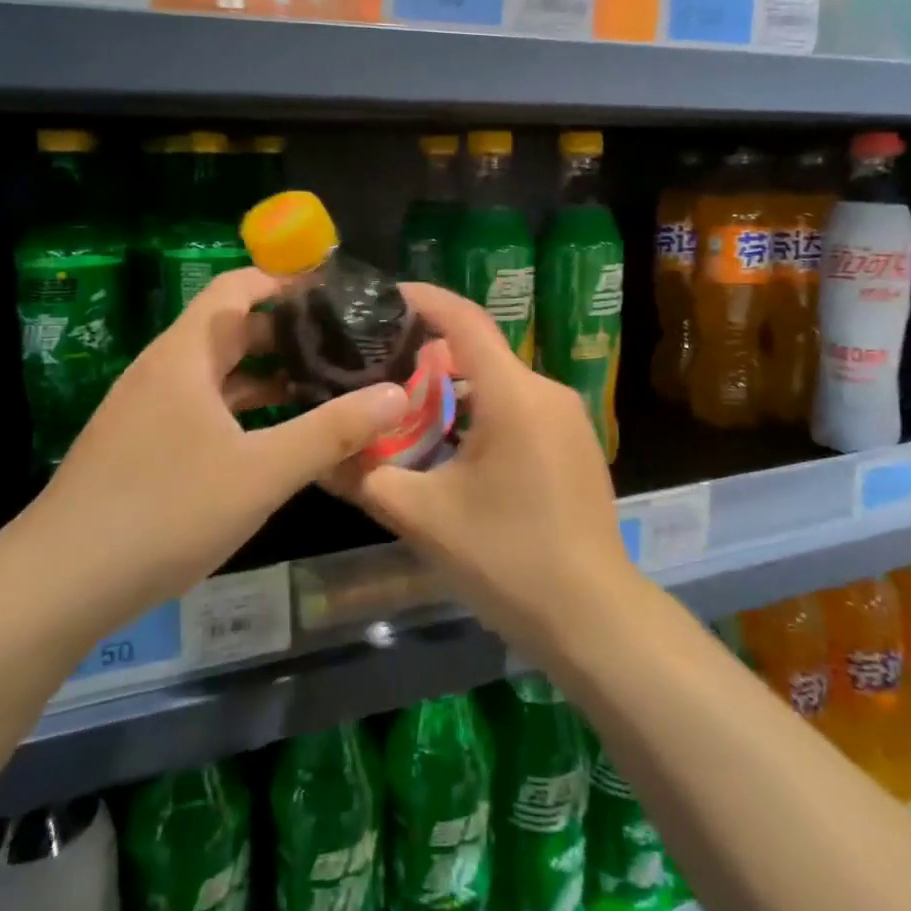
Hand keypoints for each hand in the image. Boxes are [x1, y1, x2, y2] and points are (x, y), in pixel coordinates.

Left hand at [25, 268, 409, 619]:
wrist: (56, 586)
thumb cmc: (164, 511)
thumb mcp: (262, 472)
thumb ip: (332, 431)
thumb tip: (396, 394)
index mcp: (186, 355)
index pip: (237, 287)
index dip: (285, 281)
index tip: (338, 293)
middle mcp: (164, 371)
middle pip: (232, 329)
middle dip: (289, 332)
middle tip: (347, 345)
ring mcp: (148, 411)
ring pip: (219, 374)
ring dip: (269, 375)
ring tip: (325, 387)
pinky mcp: (142, 447)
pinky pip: (204, 409)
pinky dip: (244, 410)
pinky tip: (275, 439)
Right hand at [332, 283, 640, 654]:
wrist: (592, 616)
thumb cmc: (506, 559)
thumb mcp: (423, 518)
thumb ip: (366, 478)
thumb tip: (318, 456)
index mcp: (513, 395)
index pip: (465, 321)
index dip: (425, 299)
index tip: (385, 295)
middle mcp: (547, 391)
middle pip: (481, 353)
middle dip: (429, 356)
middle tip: (380, 372)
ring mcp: (570, 418)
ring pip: (502, 384)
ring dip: (457, 390)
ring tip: (411, 414)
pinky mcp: (578, 443)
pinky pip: (523, 408)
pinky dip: (486, 411)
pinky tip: (458, 448)